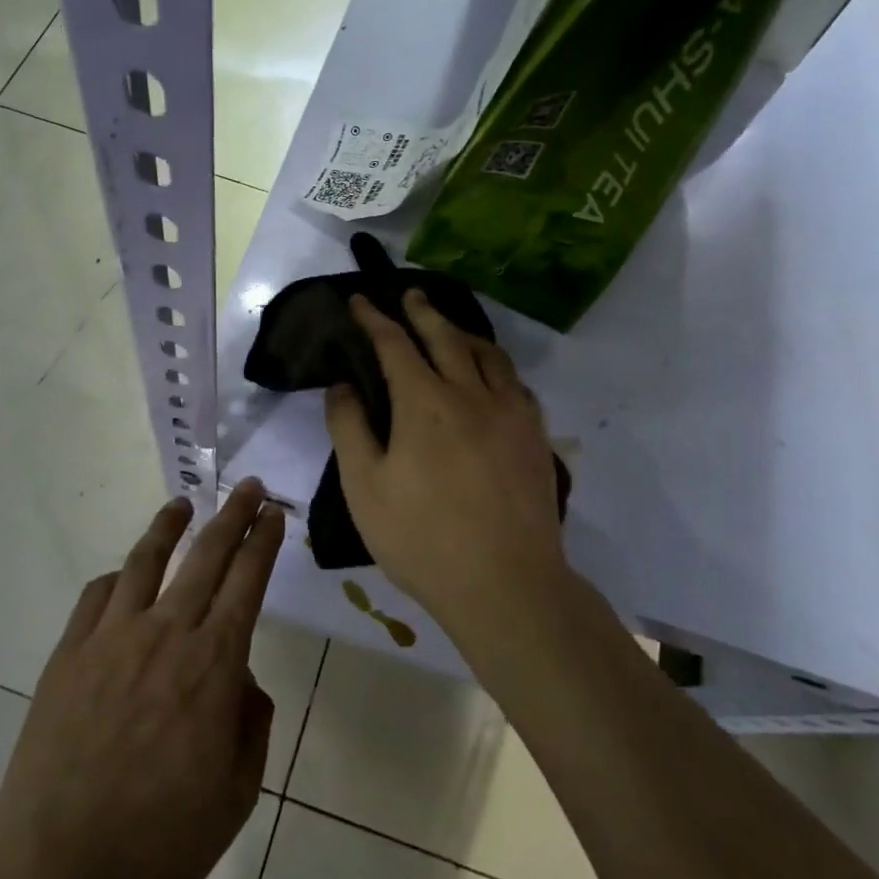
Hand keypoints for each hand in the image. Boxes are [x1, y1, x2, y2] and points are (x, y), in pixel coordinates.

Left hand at [0, 480, 283, 878]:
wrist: (57, 872)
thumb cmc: (160, 842)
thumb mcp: (236, 795)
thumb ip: (250, 724)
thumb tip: (240, 681)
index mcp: (212, 664)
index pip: (247, 581)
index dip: (264, 540)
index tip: (273, 511)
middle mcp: (165, 634)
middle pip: (206, 555)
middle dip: (233, 514)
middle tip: (248, 486)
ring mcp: (111, 638)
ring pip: (146, 561)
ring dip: (169, 526)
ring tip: (182, 504)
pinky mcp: (69, 654)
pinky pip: (96, 597)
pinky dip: (116, 578)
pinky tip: (122, 577)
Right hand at [324, 291, 565, 631]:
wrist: (506, 584)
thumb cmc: (422, 538)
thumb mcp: (365, 487)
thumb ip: (350, 428)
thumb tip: (343, 383)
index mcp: (425, 403)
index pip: (395, 344)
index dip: (374, 319)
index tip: (360, 300)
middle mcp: (471, 394)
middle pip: (446, 337)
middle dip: (422, 311)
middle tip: (409, 294)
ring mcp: (511, 413)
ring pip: (488, 355)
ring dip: (463, 333)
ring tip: (450, 327)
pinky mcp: (535, 436)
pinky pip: (515, 383)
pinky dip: (496, 366)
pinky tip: (492, 377)